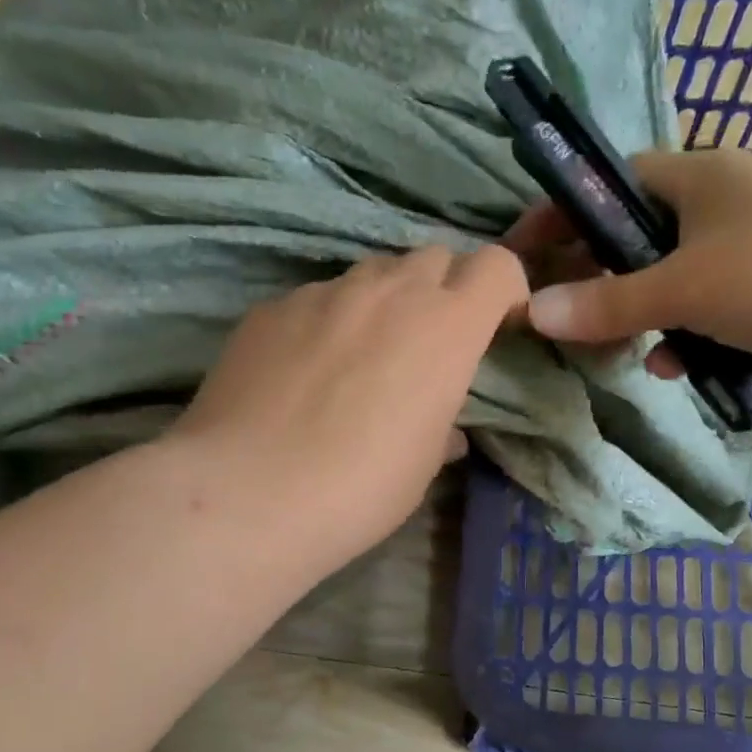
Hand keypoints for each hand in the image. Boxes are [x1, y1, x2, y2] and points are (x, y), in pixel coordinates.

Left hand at [172, 245, 526, 575]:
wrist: (248, 493)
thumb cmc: (360, 488)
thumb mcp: (421, 466)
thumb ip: (442, 428)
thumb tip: (443, 428)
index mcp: (445, 327)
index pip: (495, 266)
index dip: (503, 290)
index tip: (496, 326)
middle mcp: (388, 291)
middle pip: (434, 258)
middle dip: (443, 290)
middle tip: (426, 344)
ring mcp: (323, 293)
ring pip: (371, 274)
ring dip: (383, 303)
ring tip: (360, 357)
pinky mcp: (271, 307)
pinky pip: (315, 300)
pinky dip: (326, 323)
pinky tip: (302, 373)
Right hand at [511, 149, 751, 388]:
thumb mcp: (681, 288)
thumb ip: (606, 302)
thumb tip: (532, 312)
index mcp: (700, 174)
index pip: (612, 183)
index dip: (564, 214)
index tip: (525, 252)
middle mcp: (723, 200)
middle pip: (637, 236)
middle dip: (600, 279)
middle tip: (568, 315)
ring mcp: (751, 245)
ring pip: (670, 279)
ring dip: (641, 317)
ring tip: (622, 351)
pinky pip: (706, 308)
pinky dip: (685, 335)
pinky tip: (676, 366)